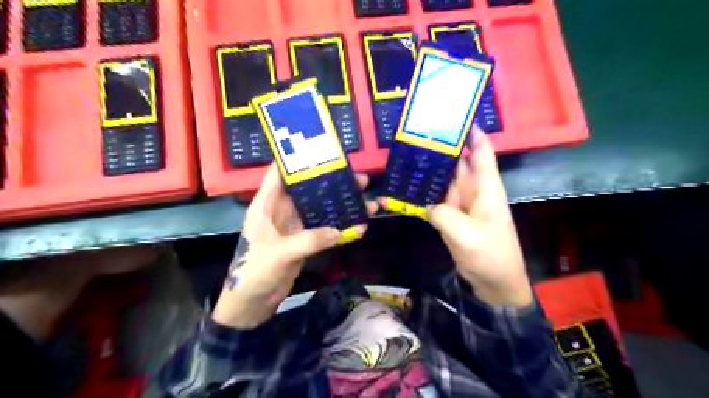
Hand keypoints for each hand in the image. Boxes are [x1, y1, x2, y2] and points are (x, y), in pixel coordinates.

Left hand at [210, 163, 375, 326]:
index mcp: (267, 204)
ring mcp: (295, 225)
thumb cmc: (255, 272)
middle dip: (333, 182)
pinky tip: (359, 225)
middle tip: (359, 178)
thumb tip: (340, 230)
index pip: (280, 173)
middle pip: (309, 189)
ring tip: (366, 200)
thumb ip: (309, 240)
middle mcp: (282, 210)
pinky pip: (325, 228)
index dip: (298, 159)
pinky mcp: (304, 240)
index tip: (323, 150)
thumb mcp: (280, 253)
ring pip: (320, 208)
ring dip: (341, 204)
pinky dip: (340, 227)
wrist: (252, 303)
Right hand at [426, 127, 531, 307]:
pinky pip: (437, 201)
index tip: (455, 117)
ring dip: (430, 172)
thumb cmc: (490, 255)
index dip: (473, 133)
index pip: (482, 152)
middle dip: (443, 149)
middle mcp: (474, 191)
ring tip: (407, 158)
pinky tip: (408, 190)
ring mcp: (462, 205)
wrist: (495, 283)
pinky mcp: (453, 218)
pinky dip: (425, 195)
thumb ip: (443, 214)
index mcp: (486, 188)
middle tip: (418, 135)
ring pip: (445, 181)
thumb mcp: (465, 235)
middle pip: (459, 163)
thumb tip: (426, 205)